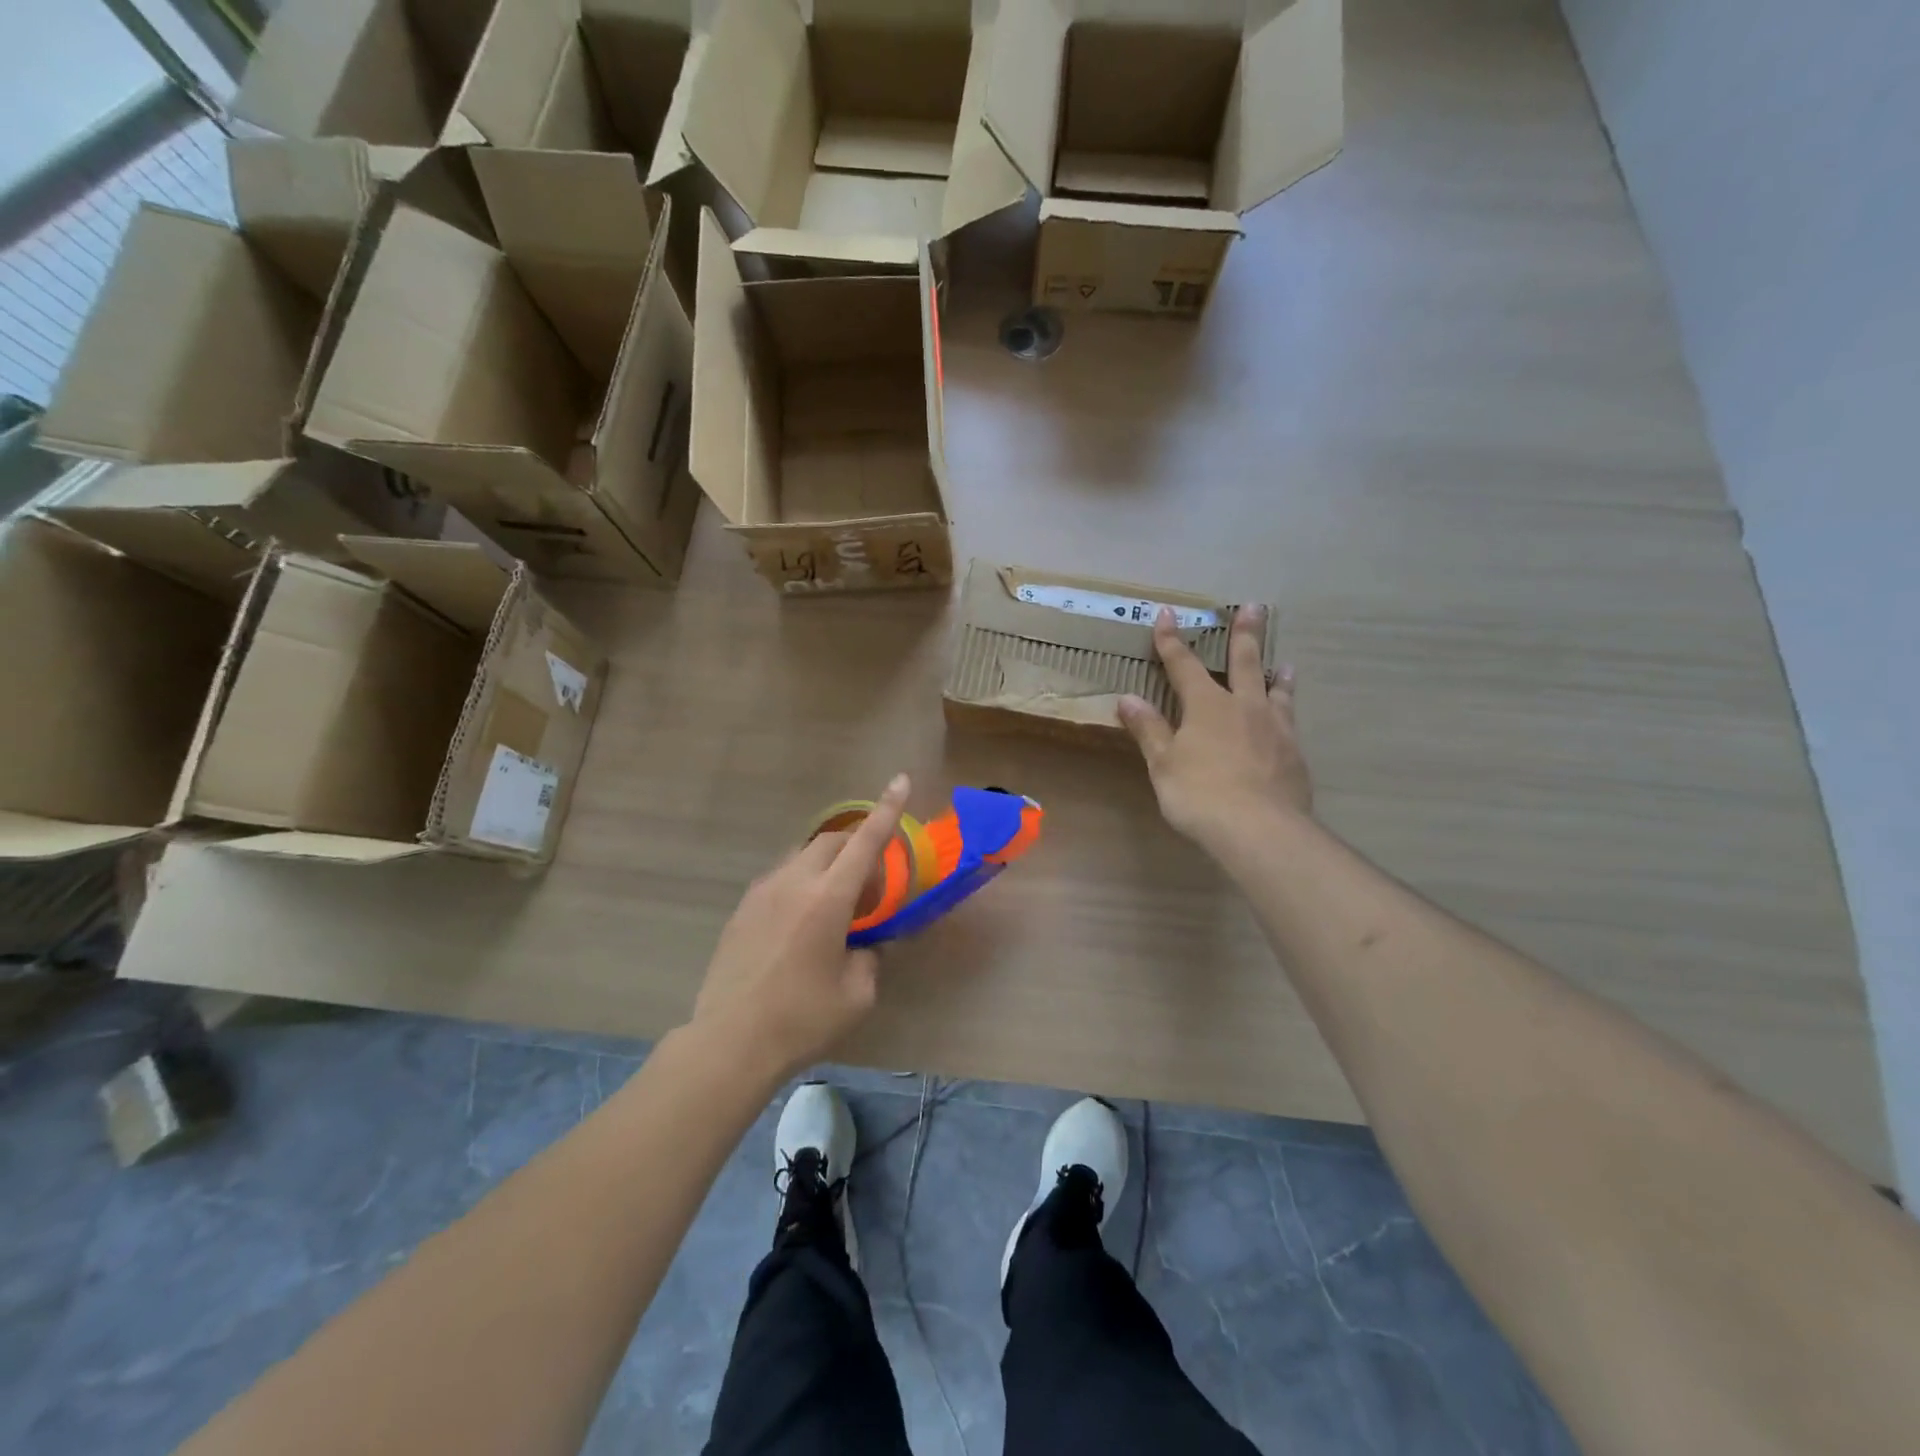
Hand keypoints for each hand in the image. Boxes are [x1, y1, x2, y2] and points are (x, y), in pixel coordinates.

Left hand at [689, 774, 909, 1080]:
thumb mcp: (857, 994)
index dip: (887, 810)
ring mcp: (762, 892)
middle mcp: (793, 882)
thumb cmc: (803, 1019)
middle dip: (857, 847)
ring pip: (802, 857)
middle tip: (870, 887)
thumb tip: (870, 944)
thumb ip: (872, 957)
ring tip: (834, 906)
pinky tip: (801, 925)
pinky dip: (802, 885)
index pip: (865, 841)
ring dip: (827, 867)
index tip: (899, 780)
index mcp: (828, 898)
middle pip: (832, 842)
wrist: (730, 1042)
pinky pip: (780, 879)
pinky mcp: (742, 909)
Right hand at [1118, 606, 1311, 847]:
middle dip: (1245, 634)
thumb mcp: (1164, 763)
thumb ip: (1149, 730)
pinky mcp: (1294, 754)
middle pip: (1245, 662)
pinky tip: (1289, 721)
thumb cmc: (1199, 793)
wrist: (1258, 828)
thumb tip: (1127, 699)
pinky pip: (1291, 723)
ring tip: (1284, 662)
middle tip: (1255, 607)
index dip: (1172, 640)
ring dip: (1277, 674)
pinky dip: (1288, 712)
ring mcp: (1275, 729)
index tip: (1167, 614)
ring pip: (1276, 691)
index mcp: (1206, 705)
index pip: (1184, 665)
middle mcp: (1244, 707)